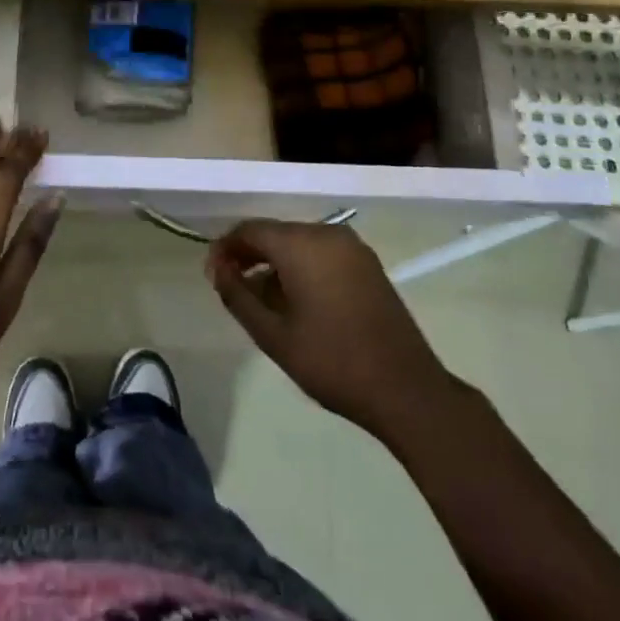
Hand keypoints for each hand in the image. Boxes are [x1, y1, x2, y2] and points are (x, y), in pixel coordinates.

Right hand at [205, 219, 451, 433]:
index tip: (212, 276)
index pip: (250, 230)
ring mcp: (352, 248)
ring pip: (298, 243)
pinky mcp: (368, 265)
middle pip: (275, 233)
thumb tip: (218, 270)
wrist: (407, 390)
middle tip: (231, 286)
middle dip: (249, 255)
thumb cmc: (333, 362)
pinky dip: (301, 267)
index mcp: (302, 244)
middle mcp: (327, 234)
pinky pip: (322, 253)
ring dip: (275, 263)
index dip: (225, 248)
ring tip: (260, 298)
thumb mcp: (273, 335)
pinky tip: (295, 299)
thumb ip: (238, 296)